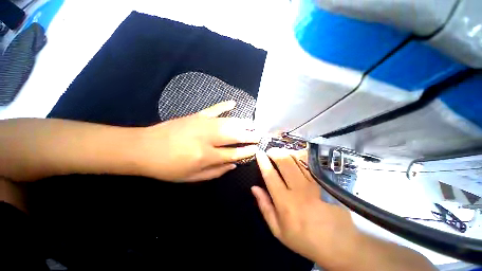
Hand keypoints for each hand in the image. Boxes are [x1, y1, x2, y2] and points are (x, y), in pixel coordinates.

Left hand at [138, 101, 259, 181]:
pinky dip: (224, 105)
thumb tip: (233, 165)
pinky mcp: (195, 116)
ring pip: (228, 122)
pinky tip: (233, 103)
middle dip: (249, 135)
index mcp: (205, 156)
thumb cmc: (167, 167)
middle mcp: (207, 138)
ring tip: (253, 123)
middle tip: (259, 134)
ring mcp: (202, 124)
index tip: (256, 148)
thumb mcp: (191, 177)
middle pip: (234, 135)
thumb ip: (215, 172)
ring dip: (242, 123)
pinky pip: (213, 109)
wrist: (143, 148)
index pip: (233, 153)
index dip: (246, 151)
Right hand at [252, 148, 359, 267]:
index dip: (263, 162)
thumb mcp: (278, 230)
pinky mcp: (324, 182)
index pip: (270, 175)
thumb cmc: (304, 238)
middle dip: (275, 152)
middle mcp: (299, 190)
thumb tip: (254, 188)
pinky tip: (296, 155)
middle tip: (270, 151)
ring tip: (281, 152)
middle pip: (285, 162)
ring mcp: (314, 184)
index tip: (259, 153)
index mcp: (285, 202)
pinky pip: (310, 163)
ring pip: (298, 159)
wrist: (339, 244)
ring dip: (287, 152)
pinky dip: (301, 156)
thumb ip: (265, 207)